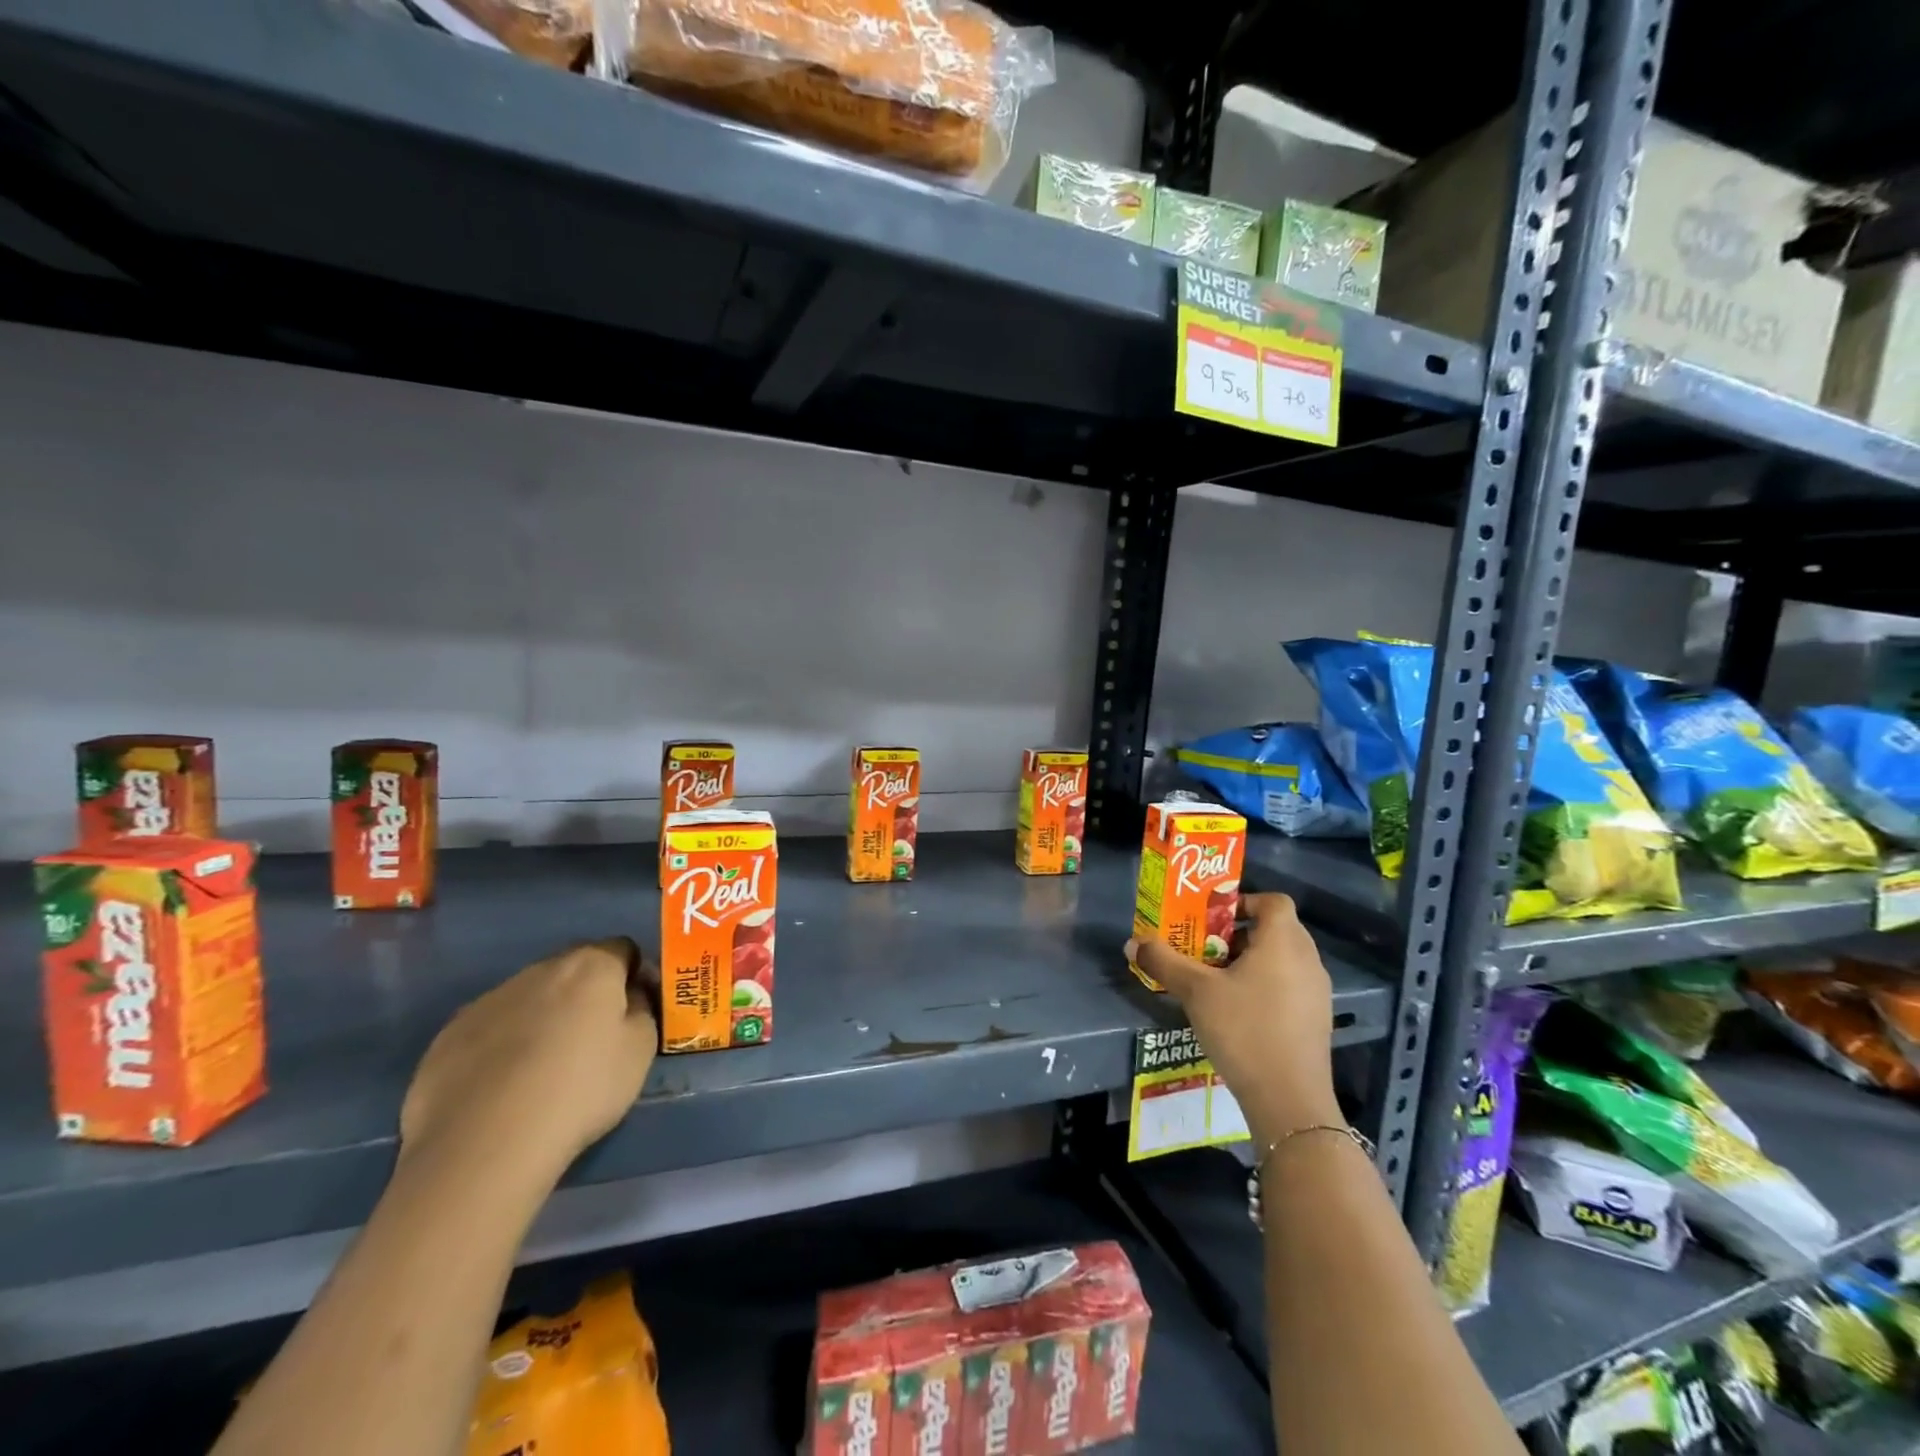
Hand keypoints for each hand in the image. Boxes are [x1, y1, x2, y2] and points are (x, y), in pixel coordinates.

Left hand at [400, 938, 658, 1182]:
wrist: (484, 1144)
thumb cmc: (581, 1090)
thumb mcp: (640, 1051)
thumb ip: (641, 1010)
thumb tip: (630, 996)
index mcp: (591, 966)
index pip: (622, 949)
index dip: (633, 974)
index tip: (635, 1009)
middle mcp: (539, 970)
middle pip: (573, 969)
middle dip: (586, 994)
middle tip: (592, 1039)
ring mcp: (489, 1000)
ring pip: (528, 997)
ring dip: (542, 1017)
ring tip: (542, 1069)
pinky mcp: (448, 1035)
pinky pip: (489, 1028)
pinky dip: (501, 1045)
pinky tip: (502, 1086)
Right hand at [1127, 893, 1340, 1146]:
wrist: (1289, 1101)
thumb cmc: (1244, 1030)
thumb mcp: (1196, 992)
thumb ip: (1164, 962)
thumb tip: (1132, 942)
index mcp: (1283, 942)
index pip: (1273, 901)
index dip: (1244, 901)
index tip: (1213, 918)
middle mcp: (1307, 960)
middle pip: (1277, 928)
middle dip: (1239, 932)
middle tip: (1206, 948)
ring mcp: (1317, 992)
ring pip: (1283, 959)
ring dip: (1251, 960)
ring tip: (1217, 980)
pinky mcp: (1317, 1020)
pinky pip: (1290, 985)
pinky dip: (1266, 984)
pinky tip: (1239, 1011)